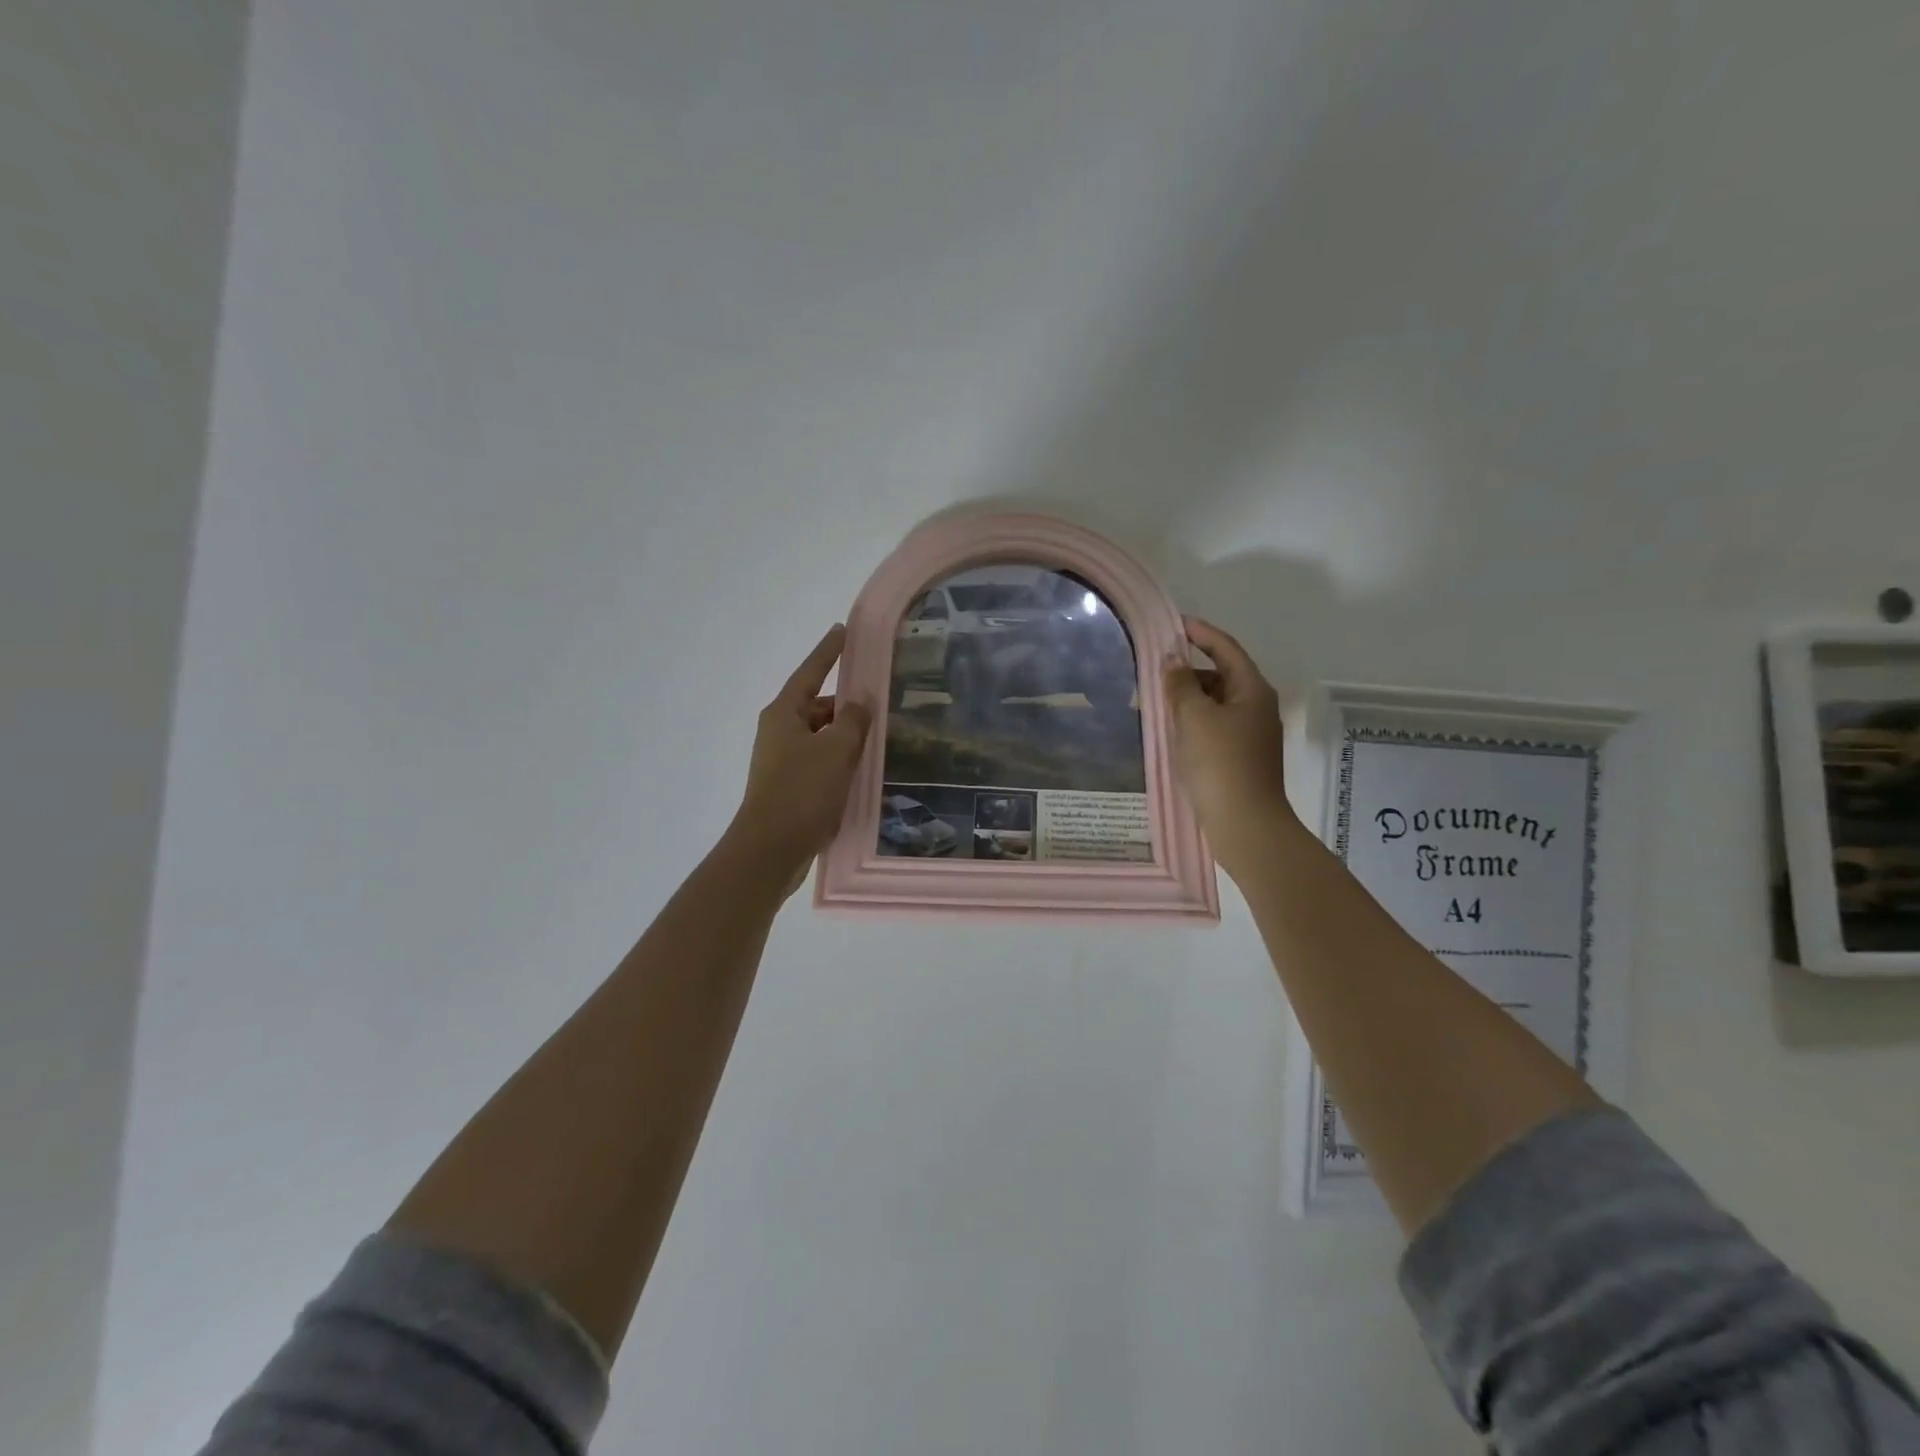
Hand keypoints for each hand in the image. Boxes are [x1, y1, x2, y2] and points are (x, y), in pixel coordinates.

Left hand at [726, 625, 872, 888]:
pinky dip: (841, 761)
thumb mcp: (835, 750)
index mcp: (783, 713)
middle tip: (882, 701)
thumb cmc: (801, 792)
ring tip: (881, 738)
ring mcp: (783, 761)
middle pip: (818, 707)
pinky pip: (821, 763)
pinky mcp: (790, 787)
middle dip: (847, 705)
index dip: (829, 651)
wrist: (770, 850)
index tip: (843, 630)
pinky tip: (864, 770)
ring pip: (822, 737)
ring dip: (846, 737)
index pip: (810, 672)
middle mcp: (779, 732)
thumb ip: (852, 720)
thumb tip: (860, 701)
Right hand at [1163, 616, 1299, 878]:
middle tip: (1155, 671)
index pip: (1226, 648)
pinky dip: (1193, 721)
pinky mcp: (1240, 757)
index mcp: (1252, 690)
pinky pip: (1213, 727)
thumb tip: (1172, 658)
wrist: (1245, 823)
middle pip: (1221, 675)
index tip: (1174, 624)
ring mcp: (1250, 734)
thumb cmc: (1220, 763)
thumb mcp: (1194, 718)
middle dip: (1189, 670)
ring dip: (1188, 698)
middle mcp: (1256, 707)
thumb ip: (1180, 684)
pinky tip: (1171, 731)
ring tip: (1156, 702)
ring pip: (1216, 703)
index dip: (1201, 633)